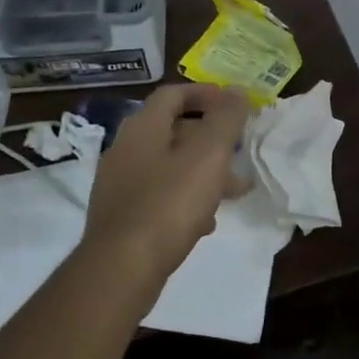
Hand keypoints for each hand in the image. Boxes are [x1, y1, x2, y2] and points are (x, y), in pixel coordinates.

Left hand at [81, 83, 252, 286]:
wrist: (121, 268)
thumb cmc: (169, 203)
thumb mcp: (208, 155)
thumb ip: (226, 120)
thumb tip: (236, 91)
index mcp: (142, 128)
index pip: (173, 94)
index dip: (205, 94)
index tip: (234, 104)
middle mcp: (125, 149)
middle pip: (173, 131)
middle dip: (211, 139)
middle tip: (240, 152)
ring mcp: (119, 185)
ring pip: (169, 167)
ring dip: (202, 173)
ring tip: (233, 192)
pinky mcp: (121, 217)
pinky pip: (159, 197)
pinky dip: (185, 200)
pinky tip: (205, 222)